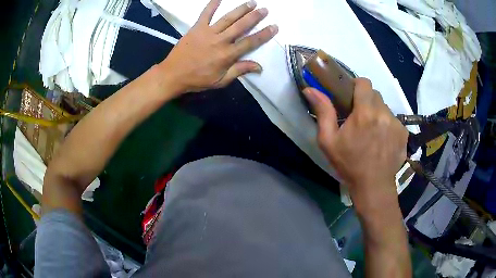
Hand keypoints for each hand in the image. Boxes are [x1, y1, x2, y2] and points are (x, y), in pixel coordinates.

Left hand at [160, 0, 277, 93]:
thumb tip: (259, 67)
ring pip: (228, 18)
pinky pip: (205, 14)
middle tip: (265, 9)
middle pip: (241, 26)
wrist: (173, 75)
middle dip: (255, 17)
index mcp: (227, 55)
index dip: (264, 34)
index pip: (250, 42)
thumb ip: (239, 71)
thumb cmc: (198, 80)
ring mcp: (208, 32)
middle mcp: (220, 41)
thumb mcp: (220, 81)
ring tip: (251, 2)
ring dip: (241, 9)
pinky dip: (212, 5)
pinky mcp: (196, 28)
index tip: (274, 26)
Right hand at [303, 78, 407, 208]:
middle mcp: (384, 113)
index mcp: (365, 112)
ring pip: (385, 107)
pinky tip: (382, 140)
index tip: (351, 96)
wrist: (373, 186)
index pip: (364, 83)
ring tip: (372, 131)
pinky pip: (394, 120)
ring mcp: (396, 123)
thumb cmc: (349, 164)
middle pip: (375, 95)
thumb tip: (310, 89)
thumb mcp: (329, 141)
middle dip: (366, 101)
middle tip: (359, 118)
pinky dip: (387, 125)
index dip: (357, 85)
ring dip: (377, 113)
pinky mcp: (404, 133)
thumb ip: (323, 112)